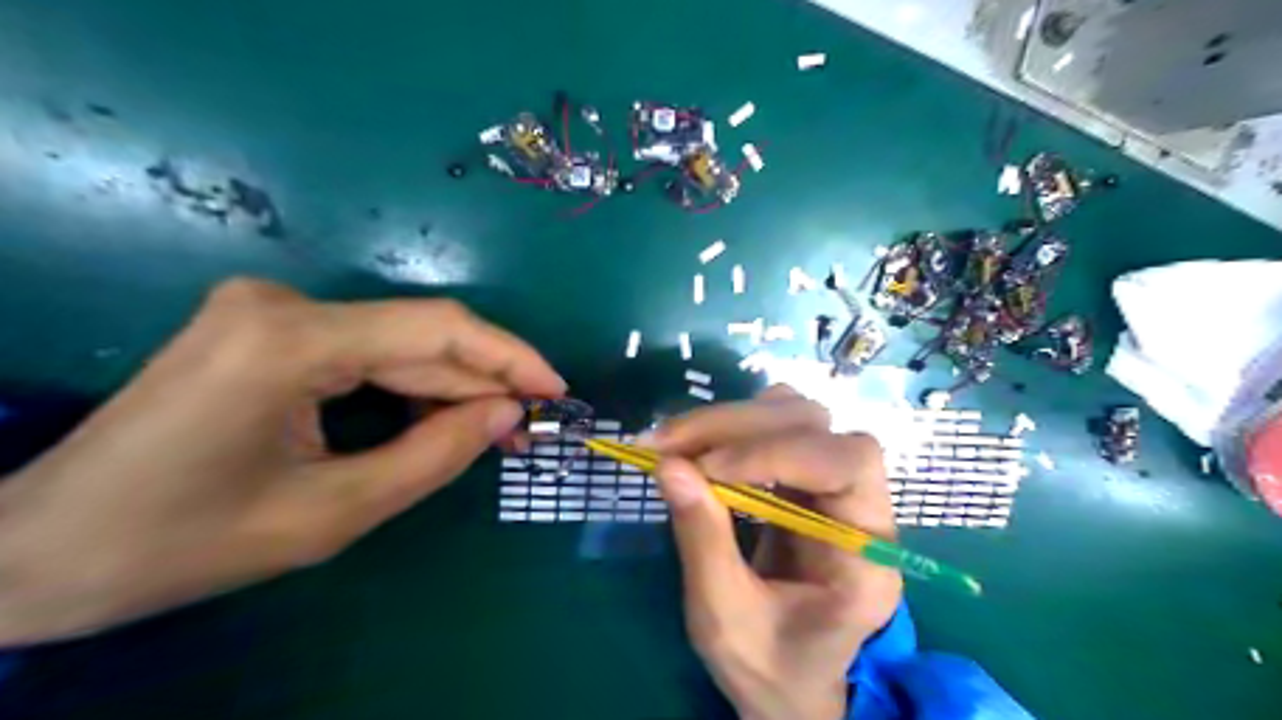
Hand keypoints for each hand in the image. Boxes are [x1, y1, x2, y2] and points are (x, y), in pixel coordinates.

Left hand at [0, 278, 561, 642]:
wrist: (42, 550)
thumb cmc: (185, 543)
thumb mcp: (332, 513)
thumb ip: (434, 456)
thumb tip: (506, 415)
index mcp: (289, 342)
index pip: (436, 329)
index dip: (509, 357)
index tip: (556, 390)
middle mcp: (280, 303)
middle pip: (417, 336)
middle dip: (482, 381)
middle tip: (528, 428)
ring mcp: (267, 311)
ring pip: (395, 344)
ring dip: (448, 387)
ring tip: (493, 431)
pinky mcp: (264, 329)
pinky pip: (364, 352)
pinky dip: (408, 387)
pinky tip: (435, 419)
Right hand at [653, 385, 900, 719]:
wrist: (790, 681)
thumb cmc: (768, 666)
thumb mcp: (724, 617)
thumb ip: (703, 540)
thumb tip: (669, 464)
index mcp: (867, 556)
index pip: (847, 464)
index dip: (776, 452)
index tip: (707, 467)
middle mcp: (863, 508)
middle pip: (816, 427)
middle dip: (737, 426)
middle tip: (666, 442)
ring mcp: (835, 487)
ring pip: (797, 416)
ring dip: (733, 419)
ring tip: (677, 441)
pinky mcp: (807, 480)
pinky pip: (778, 428)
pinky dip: (734, 427)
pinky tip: (701, 447)